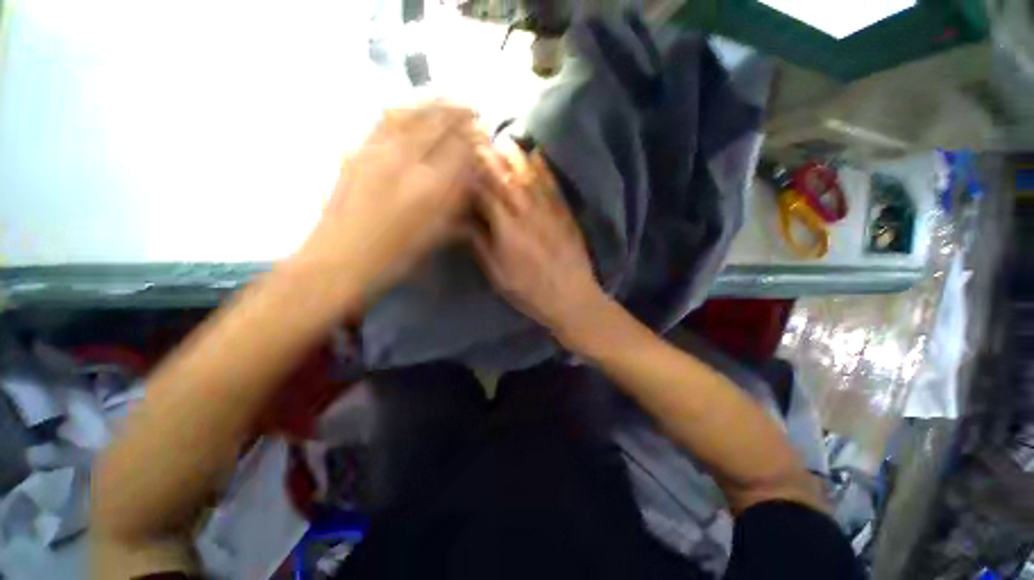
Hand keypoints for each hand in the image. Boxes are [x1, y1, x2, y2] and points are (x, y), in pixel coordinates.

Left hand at [296, 102, 484, 301]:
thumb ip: (454, 206)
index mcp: (430, 190)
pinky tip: (414, 110)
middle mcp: (405, 162)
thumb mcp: (435, 236)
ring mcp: (377, 151)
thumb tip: (469, 182)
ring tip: (448, 102)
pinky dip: (405, 109)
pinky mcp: (356, 150)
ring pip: (411, 113)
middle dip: (460, 113)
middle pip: (438, 123)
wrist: (340, 259)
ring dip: (434, 104)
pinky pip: (384, 120)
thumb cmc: (394, 257)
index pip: (460, 149)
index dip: (475, 138)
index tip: (484, 135)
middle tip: (474, 111)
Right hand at [472, 143, 605, 337]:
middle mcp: (526, 213)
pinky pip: (553, 185)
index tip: (460, 159)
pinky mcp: (565, 214)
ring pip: (529, 176)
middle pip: (505, 179)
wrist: (571, 298)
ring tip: (503, 136)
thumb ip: (481, 245)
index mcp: (506, 230)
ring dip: (514, 154)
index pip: (484, 193)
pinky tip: (537, 152)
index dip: (471, 175)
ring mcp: (549, 211)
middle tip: (478, 136)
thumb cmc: (529, 292)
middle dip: (489, 156)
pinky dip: (544, 167)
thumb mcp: (498, 276)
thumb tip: (464, 221)